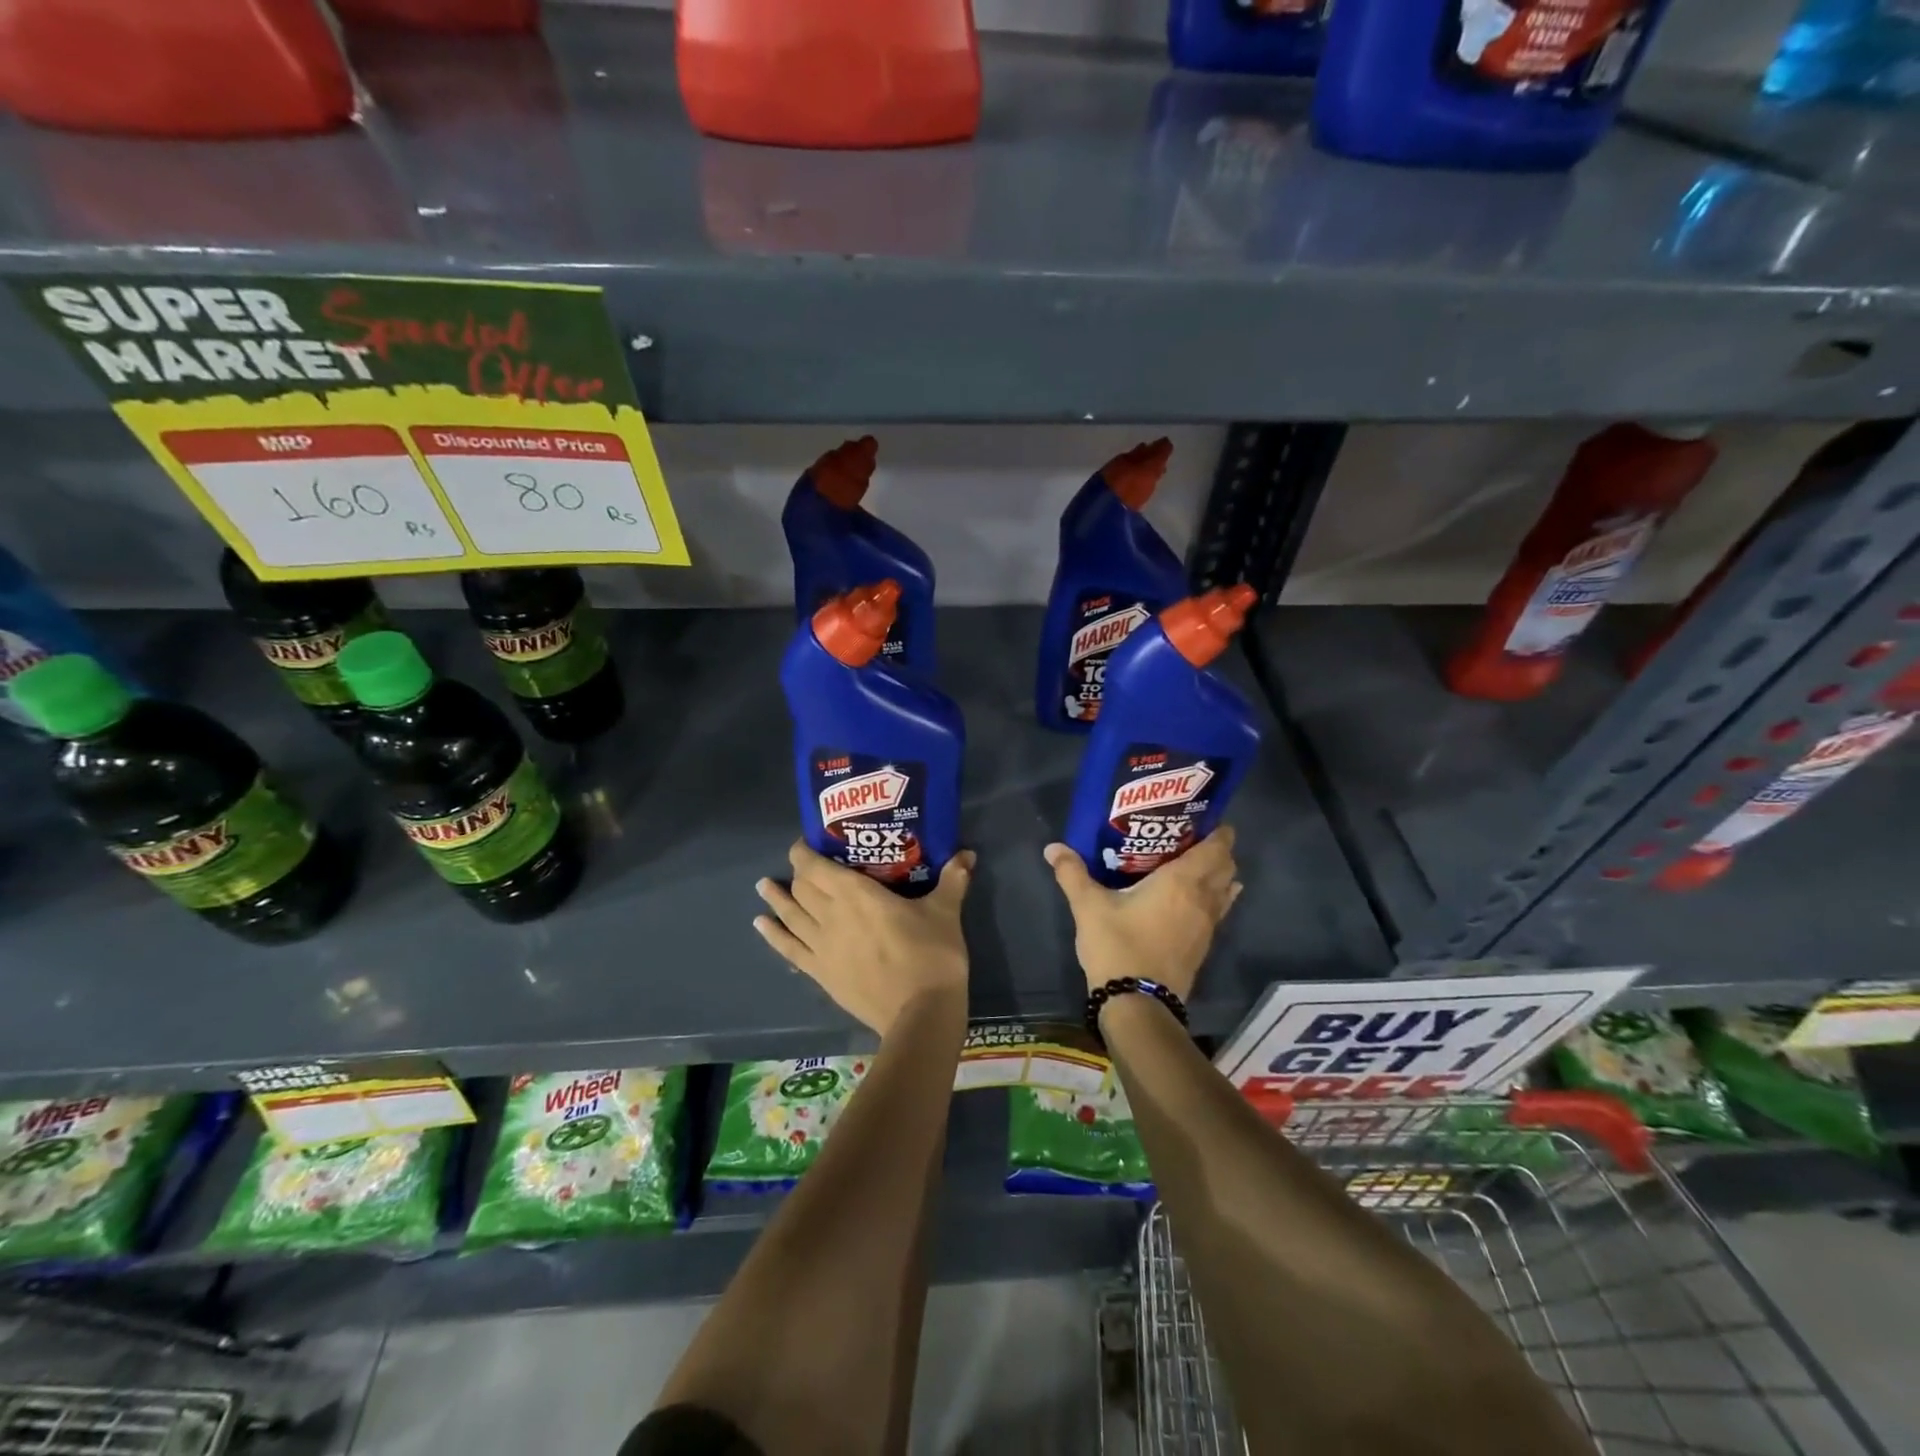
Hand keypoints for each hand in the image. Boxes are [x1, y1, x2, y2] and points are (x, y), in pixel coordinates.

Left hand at [754, 841, 974, 1036]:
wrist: (920, 1013)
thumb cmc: (932, 955)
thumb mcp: (946, 911)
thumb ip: (952, 880)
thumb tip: (967, 853)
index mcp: (857, 894)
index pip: (818, 867)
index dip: (805, 852)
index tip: (804, 843)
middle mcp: (832, 916)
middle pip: (803, 889)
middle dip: (799, 874)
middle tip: (803, 866)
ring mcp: (823, 947)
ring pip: (791, 916)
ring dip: (776, 899)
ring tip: (763, 886)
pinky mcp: (822, 974)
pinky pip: (790, 950)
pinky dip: (773, 935)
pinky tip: (761, 925)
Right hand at [1043, 828, 1240, 1000]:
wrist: (1137, 1004)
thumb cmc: (1117, 946)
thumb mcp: (1088, 906)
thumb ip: (1072, 873)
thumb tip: (1053, 847)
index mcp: (1182, 881)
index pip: (1216, 848)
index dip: (1219, 832)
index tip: (1206, 819)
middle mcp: (1203, 899)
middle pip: (1226, 867)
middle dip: (1218, 851)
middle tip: (1191, 838)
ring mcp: (1207, 926)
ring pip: (1225, 891)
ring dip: (1218, 876)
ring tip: (1193, 866)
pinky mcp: (1202, 947)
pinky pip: (1217, 912)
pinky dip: (1212, 899)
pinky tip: (1189, 900)